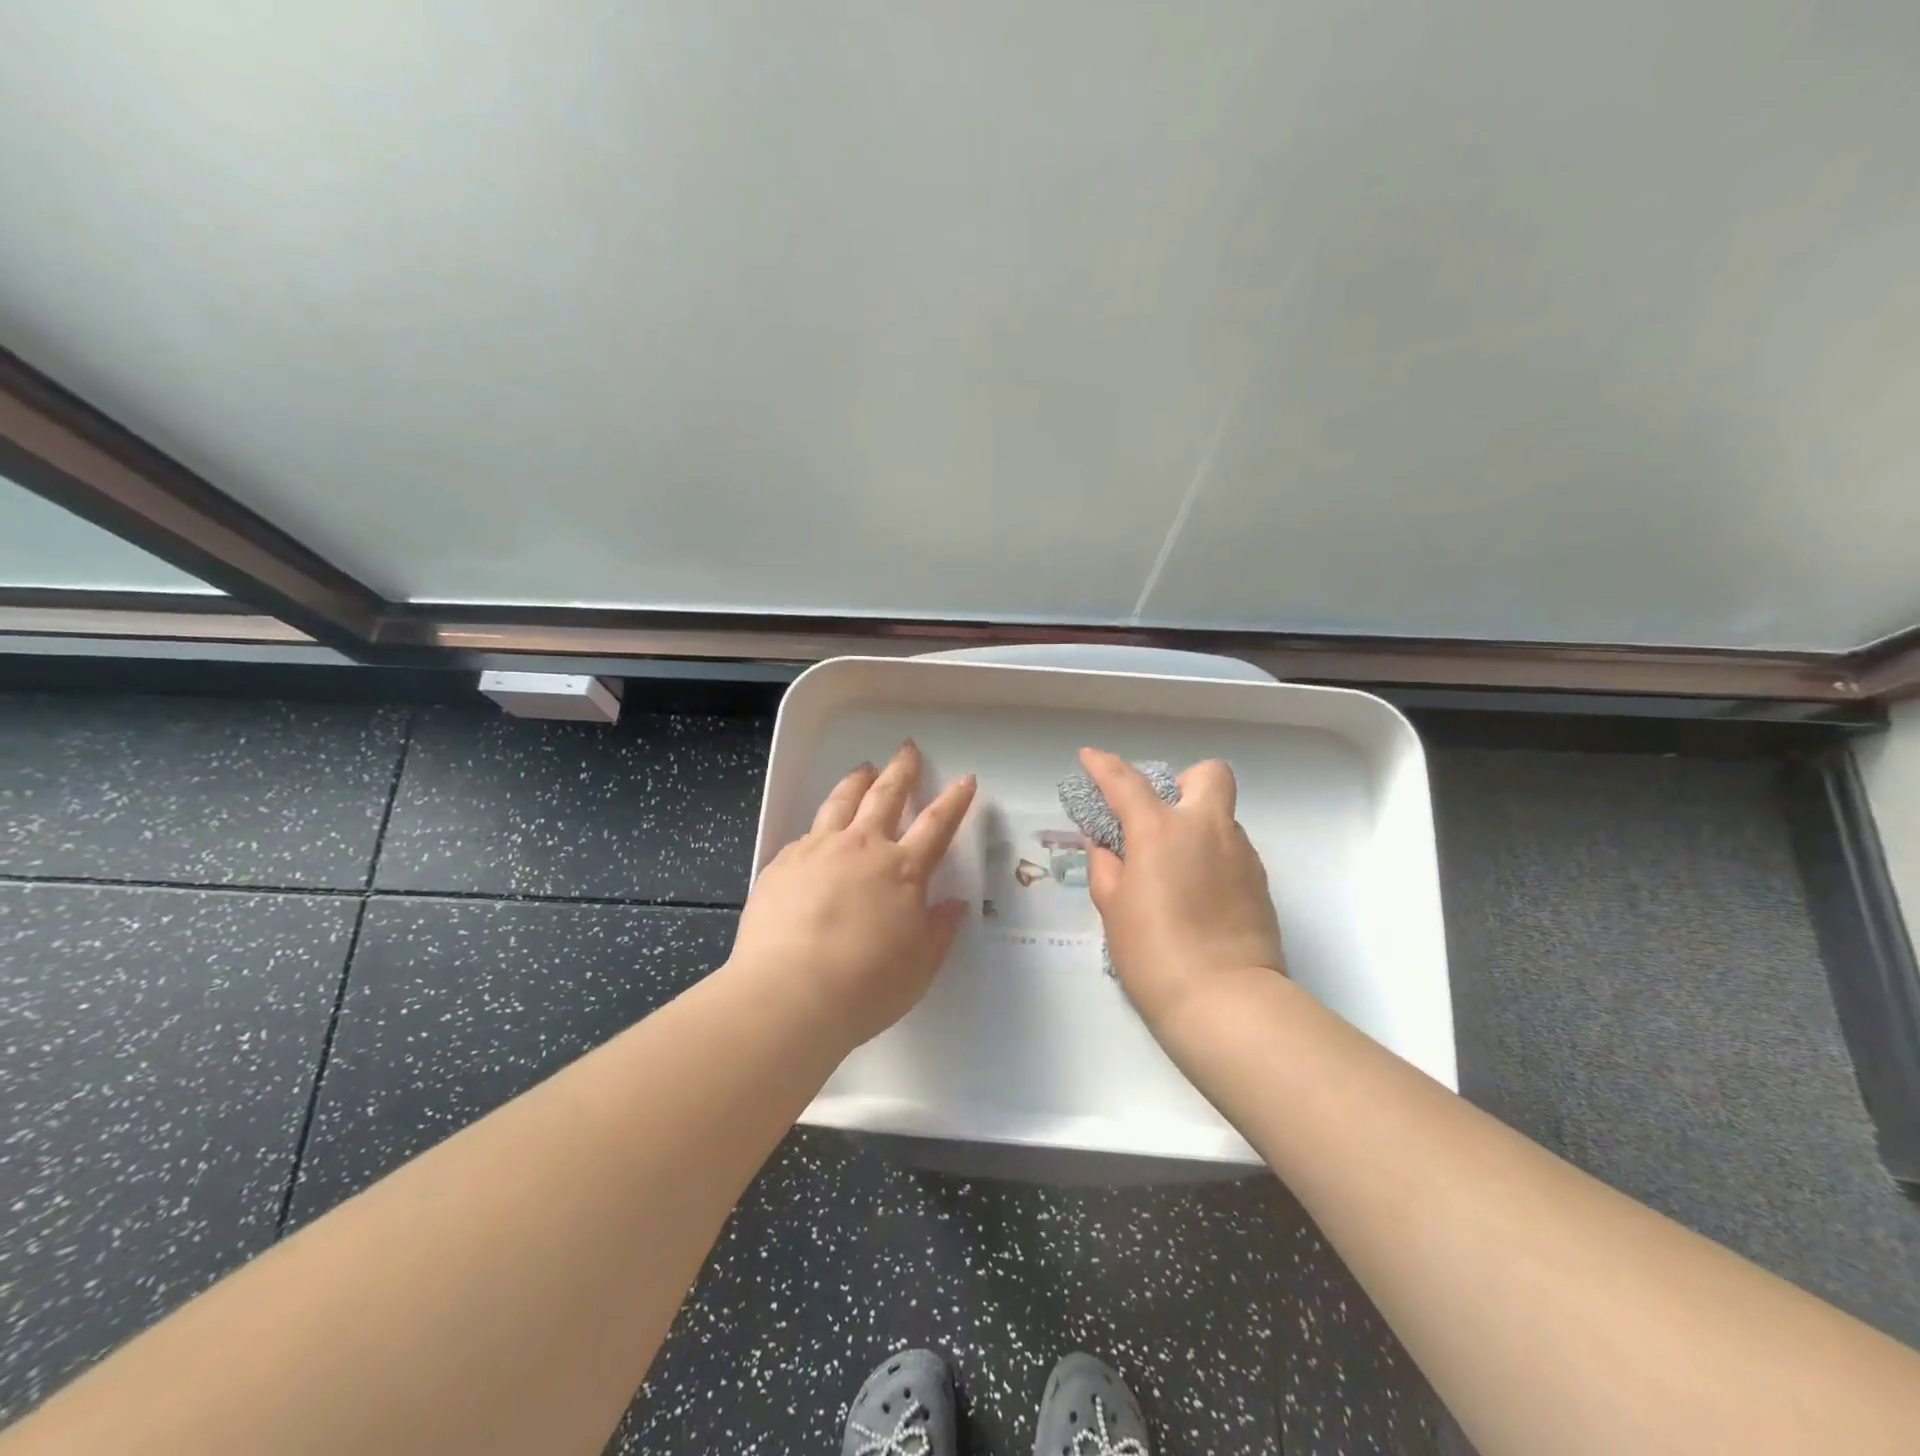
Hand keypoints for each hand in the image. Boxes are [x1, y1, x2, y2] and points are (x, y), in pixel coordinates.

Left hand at [729, 742, 976, 1051]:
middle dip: (902, 770)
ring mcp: (818, 850)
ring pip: (841, 801)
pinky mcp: (782, 863)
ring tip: (864, 769)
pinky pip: (806, 833)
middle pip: (886, 795)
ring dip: (857, 781)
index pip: (937, 824)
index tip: (965, 780)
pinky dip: (820, 825)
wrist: (788, 995)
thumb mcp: (919, 966)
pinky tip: (818, 830)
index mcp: (902, 870)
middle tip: (907, 749)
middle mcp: (862, 848)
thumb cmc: (865, 986)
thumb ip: (939, 930)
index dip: (954, 800)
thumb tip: (954, 904)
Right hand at [1078, 747, 1284, 1031]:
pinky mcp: (1260, 881)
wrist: (1226, 1001)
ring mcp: (1241, 853)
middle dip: (1183, 782)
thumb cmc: (1154, 953)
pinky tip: (1198, 894)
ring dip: (1197, 827)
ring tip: (1175, 870)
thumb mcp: (1113, 909)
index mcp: (1161, 830)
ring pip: (1221, 816)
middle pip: (1208, 774)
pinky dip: (1213, 857)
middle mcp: (1207, 829)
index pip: (1127, 782)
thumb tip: (1107, 847)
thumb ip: (1106, 867)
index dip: (1103, 766)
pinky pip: (1233, 850)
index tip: (1089, 758)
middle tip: (1160, 817)